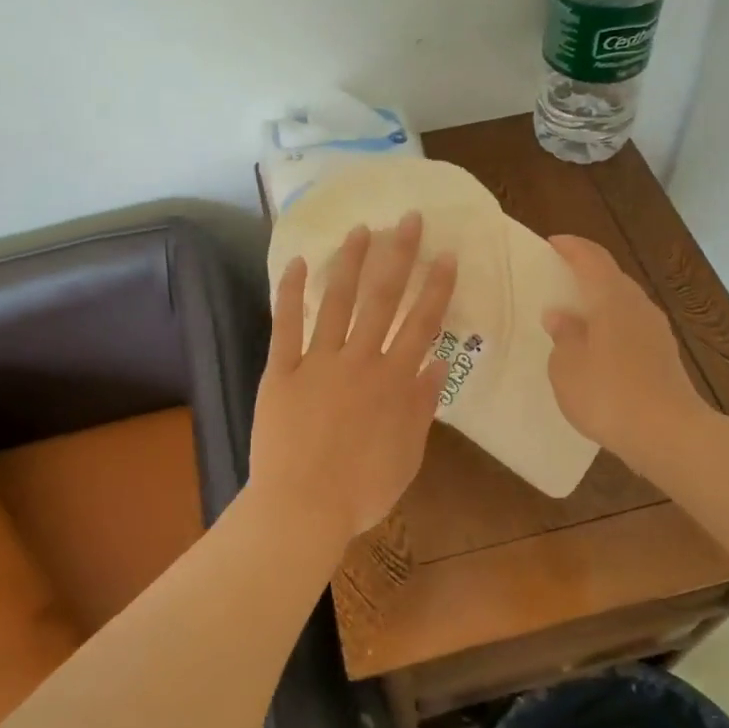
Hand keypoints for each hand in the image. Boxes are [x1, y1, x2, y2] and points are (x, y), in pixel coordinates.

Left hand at [250, 213, 457, 542]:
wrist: (302, 507)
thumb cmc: (362, 490)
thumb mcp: (408, 454)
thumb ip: (423, 406)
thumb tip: (438, 364)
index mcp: (395, 382)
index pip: (422, 324)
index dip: (436, 287)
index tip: (446, 255)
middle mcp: (361, 360)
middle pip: (384, 299)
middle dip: (399, 256)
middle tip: (407, 219)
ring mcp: (319, 362)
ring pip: (338, 302)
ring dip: (351, 263)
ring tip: (361, 229)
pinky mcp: (282, 370)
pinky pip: (287, 325)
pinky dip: (292, 292)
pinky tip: (299, 262)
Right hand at [542, 234, 705, 457]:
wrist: (668, 434)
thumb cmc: (608, 394)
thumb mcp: (567, 367)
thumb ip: (563, 336)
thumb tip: (560, 316)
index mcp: (611, 298)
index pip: (592, 258)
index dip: (572, 247)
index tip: (553, 243)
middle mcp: (638, 306)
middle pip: (611, 278)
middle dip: (586, 274)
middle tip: (559, 281)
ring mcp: (656, 330)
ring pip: (624, 304)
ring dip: (600, 304)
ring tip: (575, 317)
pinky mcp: (664, 355)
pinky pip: (632, 328)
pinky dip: (612, 327)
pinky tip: (598, 349)